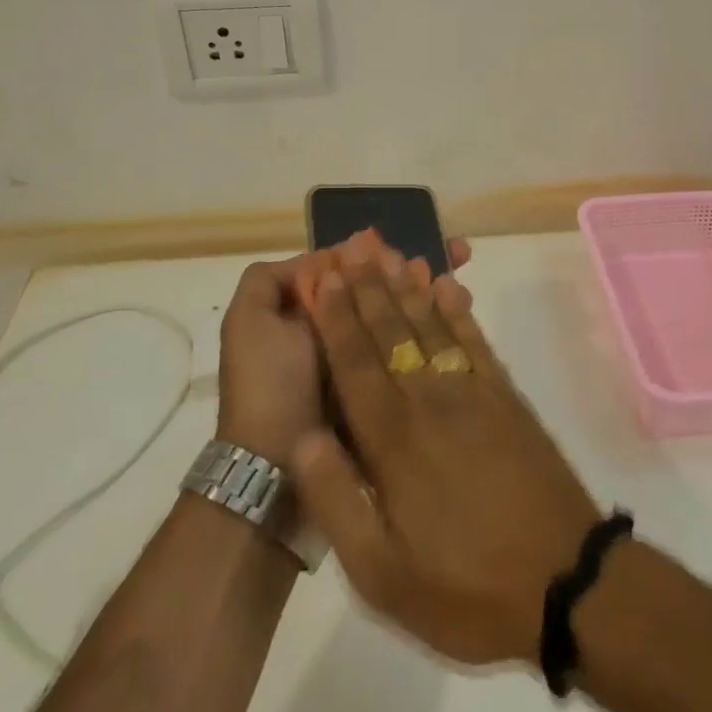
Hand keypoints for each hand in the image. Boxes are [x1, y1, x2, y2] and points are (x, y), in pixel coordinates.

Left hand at [215, 237, 469, 470]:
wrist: (278, 469)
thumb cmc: (267, 386)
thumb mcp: (249, 322)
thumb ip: (269, 280)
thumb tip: (321, 260)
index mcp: (309, 310)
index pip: (351, 268)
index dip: (379, 252)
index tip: (411, 242)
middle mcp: (340, 328)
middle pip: (383, 286)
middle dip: (416, 267)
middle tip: (457, 254)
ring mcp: (366, 357)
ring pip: (404, 311)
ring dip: (431, 291)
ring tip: (459, 281)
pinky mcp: (387, 384)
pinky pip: (414, 345)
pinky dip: (438, 324)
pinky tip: (461, 307)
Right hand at [292, 240, 599, 666]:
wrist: (566, 581)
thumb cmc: (466, 588)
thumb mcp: (381, 574)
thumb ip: (336, 501)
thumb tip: (300, 438)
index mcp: (394, 441)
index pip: (356, 364)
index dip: (337, 318)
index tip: (324, 276)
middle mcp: (431, 402)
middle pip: (393, 332)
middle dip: (369, 286)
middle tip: (353, 243)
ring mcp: (475, 395)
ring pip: (433, 327)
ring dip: (409, 287)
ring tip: (392, 252)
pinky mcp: (508, 399)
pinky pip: (476, 343)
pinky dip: (459, 311)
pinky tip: (449, 287)